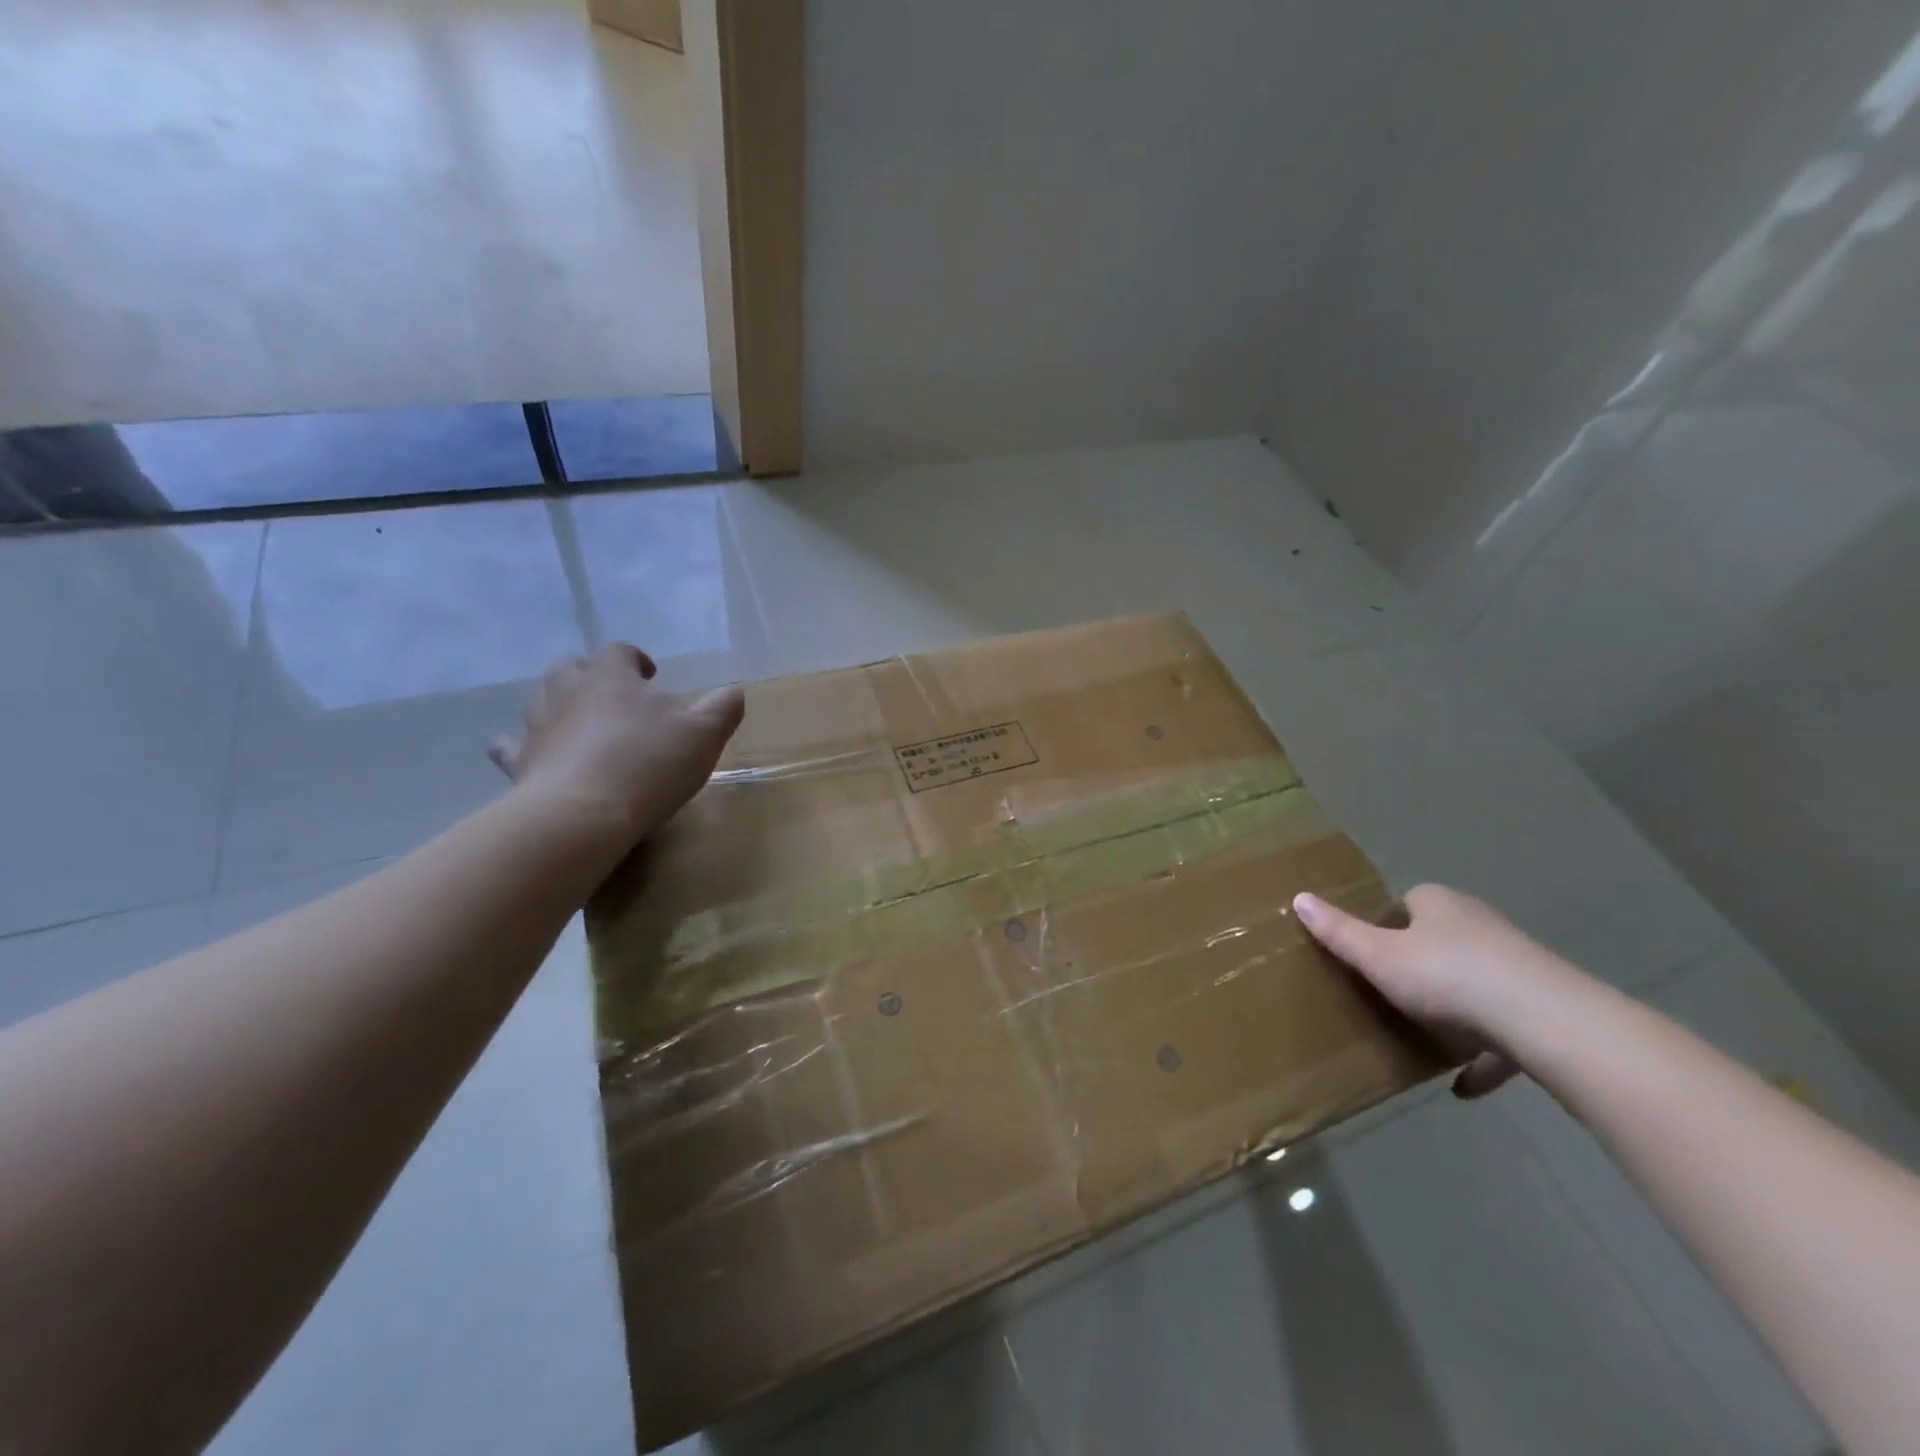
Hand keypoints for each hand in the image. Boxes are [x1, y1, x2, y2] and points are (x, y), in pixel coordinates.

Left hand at [490, 645, 745, 842]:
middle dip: (590, 677)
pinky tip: (540, 759)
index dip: (636, 659)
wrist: (582, 815)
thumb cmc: (649, 763)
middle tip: (615, 700)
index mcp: (610, 677)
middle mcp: (566, 691)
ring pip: (538, 702)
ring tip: (581, 727)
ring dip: (558, 707)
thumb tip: (733, 692)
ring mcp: (537, 727)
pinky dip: (525, 747)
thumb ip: (723, 706)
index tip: (652, 677)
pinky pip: (512, 747)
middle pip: (569, 669)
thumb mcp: (705, 733)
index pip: (619, 651)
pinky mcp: (519, 765)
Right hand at [1293, 884, 1582, 1098]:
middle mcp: (1480, 925)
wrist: (1548, 1024)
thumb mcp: (1378, 956)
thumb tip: (1299, 898)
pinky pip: (1505, 1031)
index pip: (1407, 902)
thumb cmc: (1448, 977)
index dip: (1386, 925)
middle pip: (1441, 941)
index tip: (1368, 954)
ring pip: (1475, 984)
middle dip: (1419, 965)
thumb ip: (1339, 932)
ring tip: (1424, 1037)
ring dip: (1454, 1009)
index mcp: (1439, 904)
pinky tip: (1465, 1086)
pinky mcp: (1543, 1008)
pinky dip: (1485, 1055)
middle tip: (1389, 994)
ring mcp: (1517, 967)